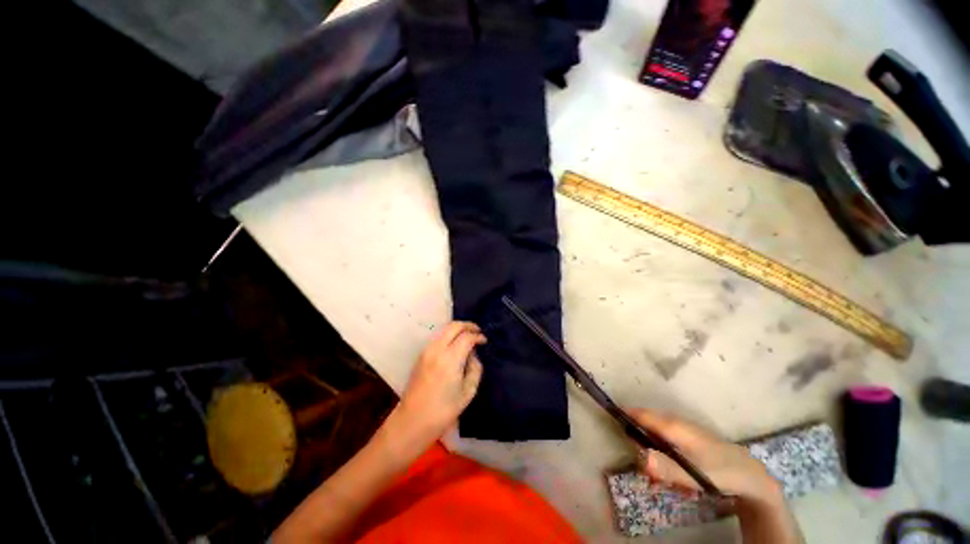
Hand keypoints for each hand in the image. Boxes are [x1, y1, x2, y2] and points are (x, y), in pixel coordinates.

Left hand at [395, 322, 485, 440]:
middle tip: (477, 331)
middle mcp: (437, 349)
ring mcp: (426, 350)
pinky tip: (455, 345)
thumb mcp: (468, 392)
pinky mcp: (421, 355)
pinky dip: (448, 336)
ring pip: (444, 329)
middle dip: (468, 325)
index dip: (478, 336)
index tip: (484, 340)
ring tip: (467, 337)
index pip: (467, 336)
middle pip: (454, 326)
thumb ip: (475, 369)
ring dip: (457, 329)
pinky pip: (437, 337)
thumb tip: (473, 355)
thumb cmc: (443, 411)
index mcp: (450, 358)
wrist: (412, 421)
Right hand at [627, 409, 781, 502]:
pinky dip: (663, 451)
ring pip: (657, 432)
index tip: (611, 417)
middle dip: (638, 438)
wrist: (751, 475)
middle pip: (647, 423)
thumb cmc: (721, 473)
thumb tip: (640, 456)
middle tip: (639, 461)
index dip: (626, 414)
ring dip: (651, 448)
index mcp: (674, 426)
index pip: (642, 415)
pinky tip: (673, 472)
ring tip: (658, 475)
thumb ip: (666, 468)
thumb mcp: (694, 475)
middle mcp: (676, 422)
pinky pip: (667, 438)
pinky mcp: (688, 437)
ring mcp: (683, 428)